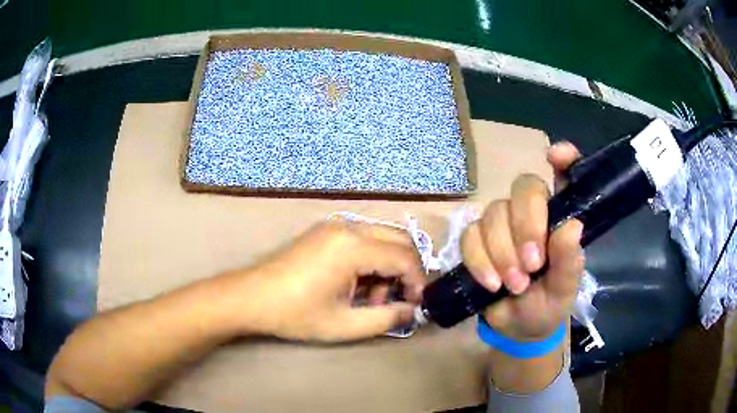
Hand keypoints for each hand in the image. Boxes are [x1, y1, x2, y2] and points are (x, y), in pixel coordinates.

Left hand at [218, 220, 424, 341]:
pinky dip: (371, 260)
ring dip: (387, 267)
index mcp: (354, 247)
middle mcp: (348, 227)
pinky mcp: (325, 231)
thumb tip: (412, 311)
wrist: (252, 297)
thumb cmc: (296, 314)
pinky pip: (363, 239)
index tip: (415, 305)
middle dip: (405, 272)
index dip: (418, 282)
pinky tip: (356, 285)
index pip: (405, 258)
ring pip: (382, 239)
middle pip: (399, 240)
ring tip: (371, 299)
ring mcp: (335, 225)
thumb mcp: (345, 325)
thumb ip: (387, 318)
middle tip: (396, 300)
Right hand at [461, 141, 583, 340]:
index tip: (555, 157)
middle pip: (523, 187)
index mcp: (560, 217)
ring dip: (502, 252)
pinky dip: (479, 261)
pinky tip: (491, 284)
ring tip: (515, 285)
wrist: (517, 328)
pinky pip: (469, 236)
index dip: (564, 158)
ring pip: (493, 213)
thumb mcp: (564, 289)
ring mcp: (502, 224)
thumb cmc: (548, 304)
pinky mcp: (477, 241)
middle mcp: (532, 212)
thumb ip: (570, 261)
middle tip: (532, 265)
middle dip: (526, 225)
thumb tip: (572, 226)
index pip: (565, 175)